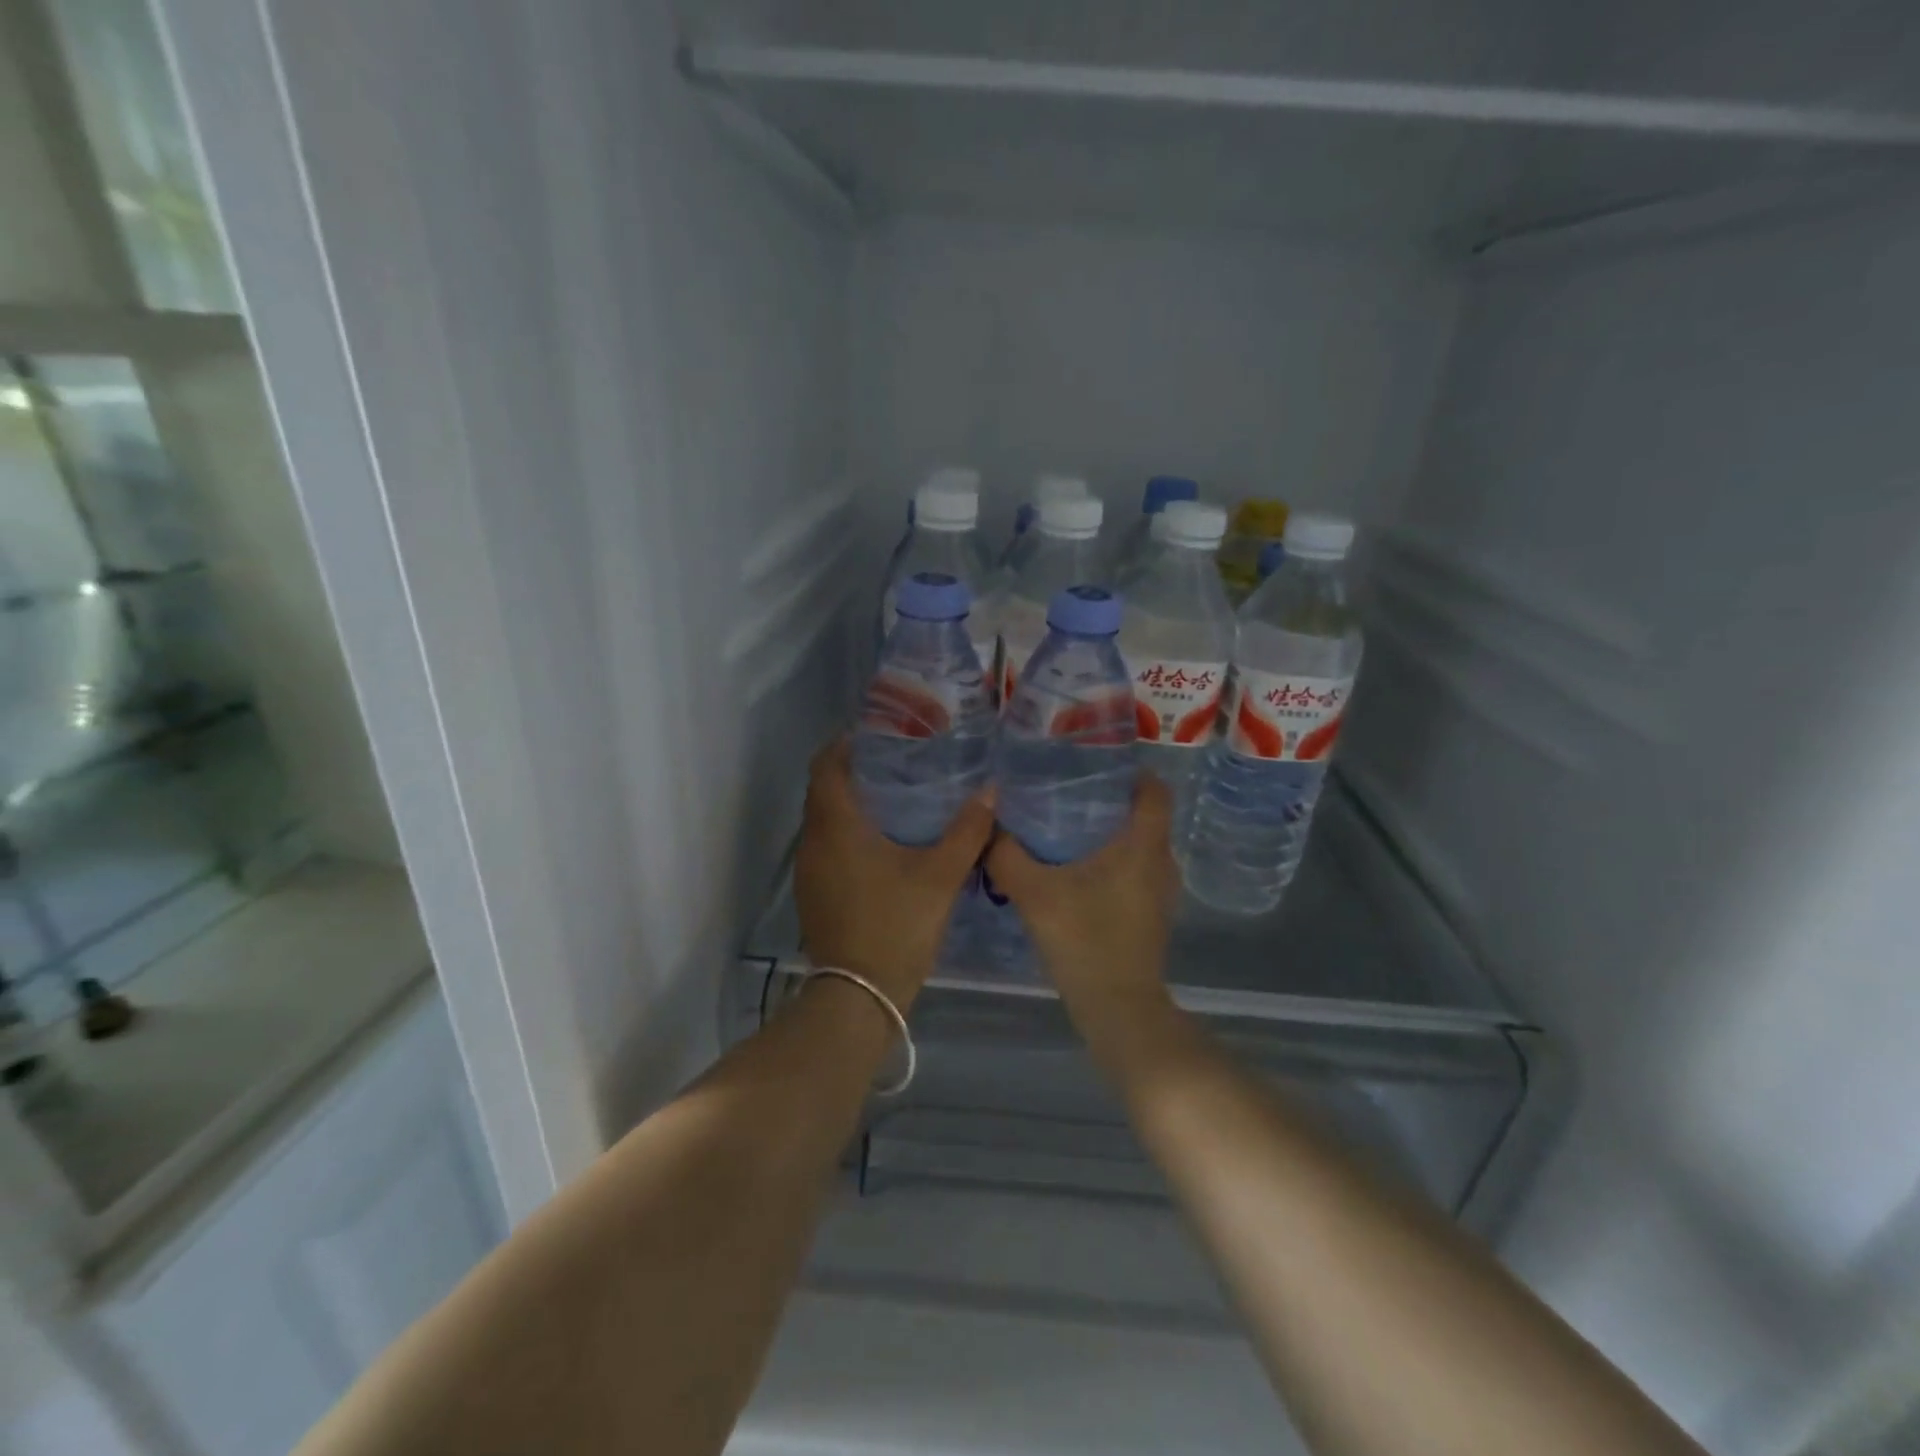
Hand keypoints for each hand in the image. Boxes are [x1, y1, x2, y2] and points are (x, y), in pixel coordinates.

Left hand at [794, 739, 994, 1008]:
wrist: (859, 996)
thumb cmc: (896, 926)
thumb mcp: (940, 876)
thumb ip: (967, 831)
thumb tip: (990, 792)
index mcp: (836, 826)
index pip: (826, 765)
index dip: (846, 744)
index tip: (878, 735)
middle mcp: (813, 842)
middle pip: (824, 791)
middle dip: (854, 772)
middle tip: (898, 762)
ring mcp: (809, 871)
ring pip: (825, 821)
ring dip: (851, 805)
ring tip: (895, 798)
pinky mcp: (814, 894)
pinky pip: (827, 847)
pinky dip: (848, 834)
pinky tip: (883, 844)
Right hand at [983, 772, 1180, 1024]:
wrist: (1117, 1008)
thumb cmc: (1084, 940)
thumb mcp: (1034, 894)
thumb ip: (1007, 856)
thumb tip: (990, 827)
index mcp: (1142, 845)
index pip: (1155, 790)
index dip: (1132, 771)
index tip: (1096, 765)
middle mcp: (1160, 862)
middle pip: (1145, 815)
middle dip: (1111, 799)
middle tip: (1068, 792)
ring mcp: (1160, 890)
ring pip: (1140, 844)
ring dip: (1111, 832)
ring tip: (1067, 826)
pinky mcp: (1152, 913)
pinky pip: (1136, 869)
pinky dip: (1113, 860)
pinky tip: (1077, 871)